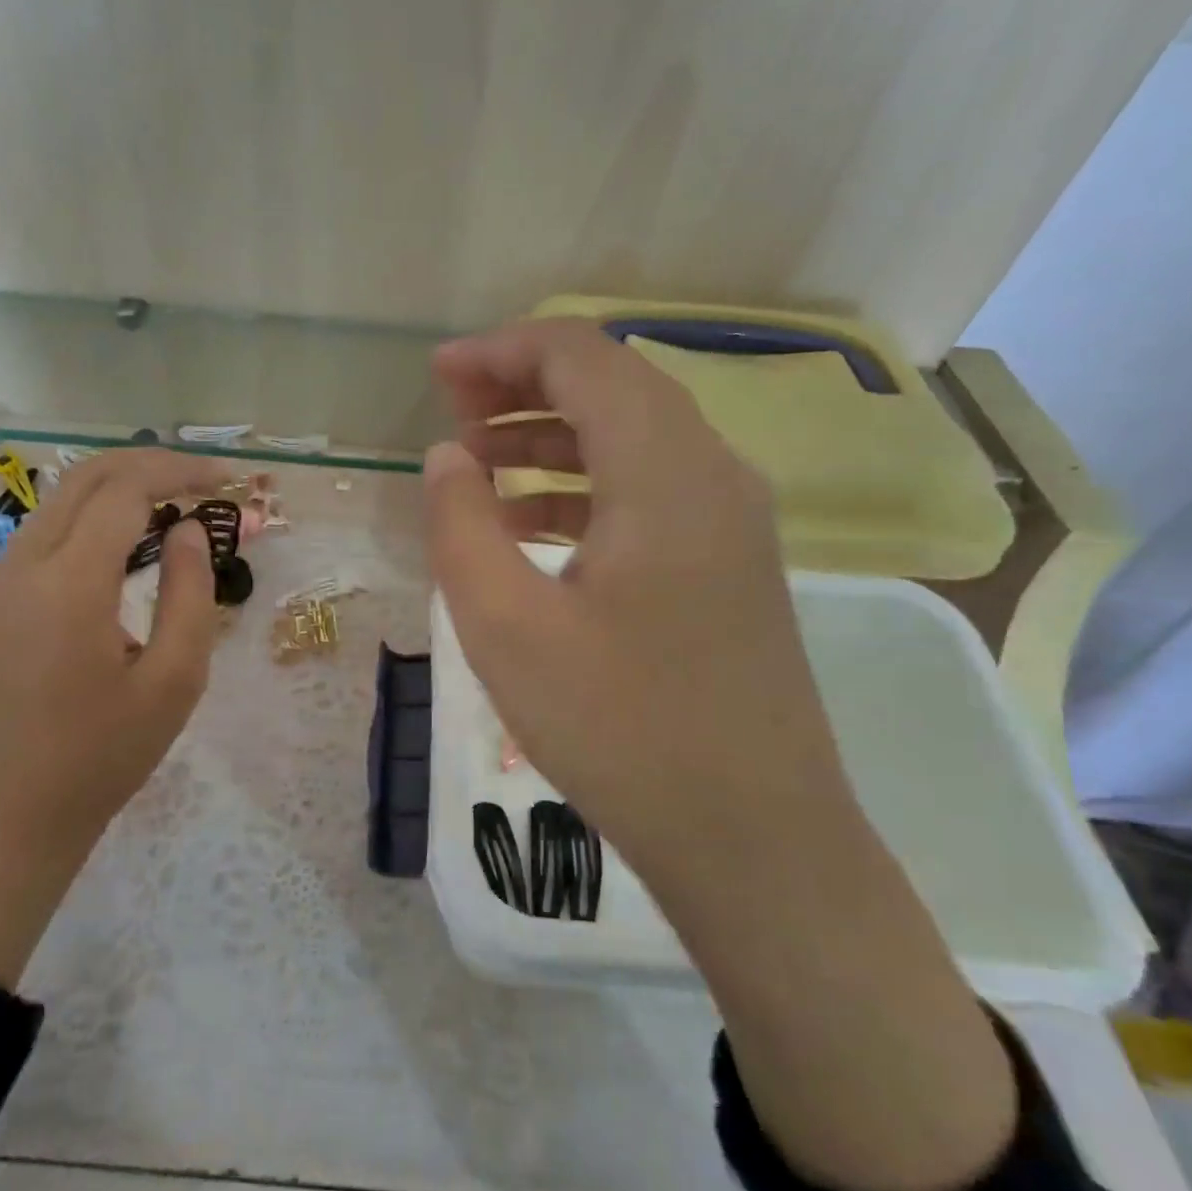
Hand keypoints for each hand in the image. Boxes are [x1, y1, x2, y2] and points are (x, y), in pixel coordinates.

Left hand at [0, 447, 228, 988]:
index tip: (225, 480)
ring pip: (59, 501)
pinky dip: (89, 519)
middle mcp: (22, 566)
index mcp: (70, 584)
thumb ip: (189, 593)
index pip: (125, 491)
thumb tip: (188, 529)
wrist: (13, 812)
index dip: (179, 473)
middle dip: (148, 464)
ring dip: (117, 488)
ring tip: (171, 506)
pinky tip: (123, 545)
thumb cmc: (106, 753)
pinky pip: (42, 534)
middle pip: (85, 477)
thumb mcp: (174, 680)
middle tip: (201, 479)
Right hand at [425, 320, 1016, 1190]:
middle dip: (523, 387)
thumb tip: (448, 456)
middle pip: (612, 387)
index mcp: (664, 472)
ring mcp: (731, 521)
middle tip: (451, 412)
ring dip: (552, 437)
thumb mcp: (506, 626)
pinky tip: (531, 525)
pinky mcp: (729, 566)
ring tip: (478, 463)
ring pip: (633, 439)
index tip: (438, 374)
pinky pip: (649, 493)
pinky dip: (584, 487)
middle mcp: (712, 474)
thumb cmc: (620, 731)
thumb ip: (462, 524)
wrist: (753, 839)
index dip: (502, 351)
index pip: (582, 358)